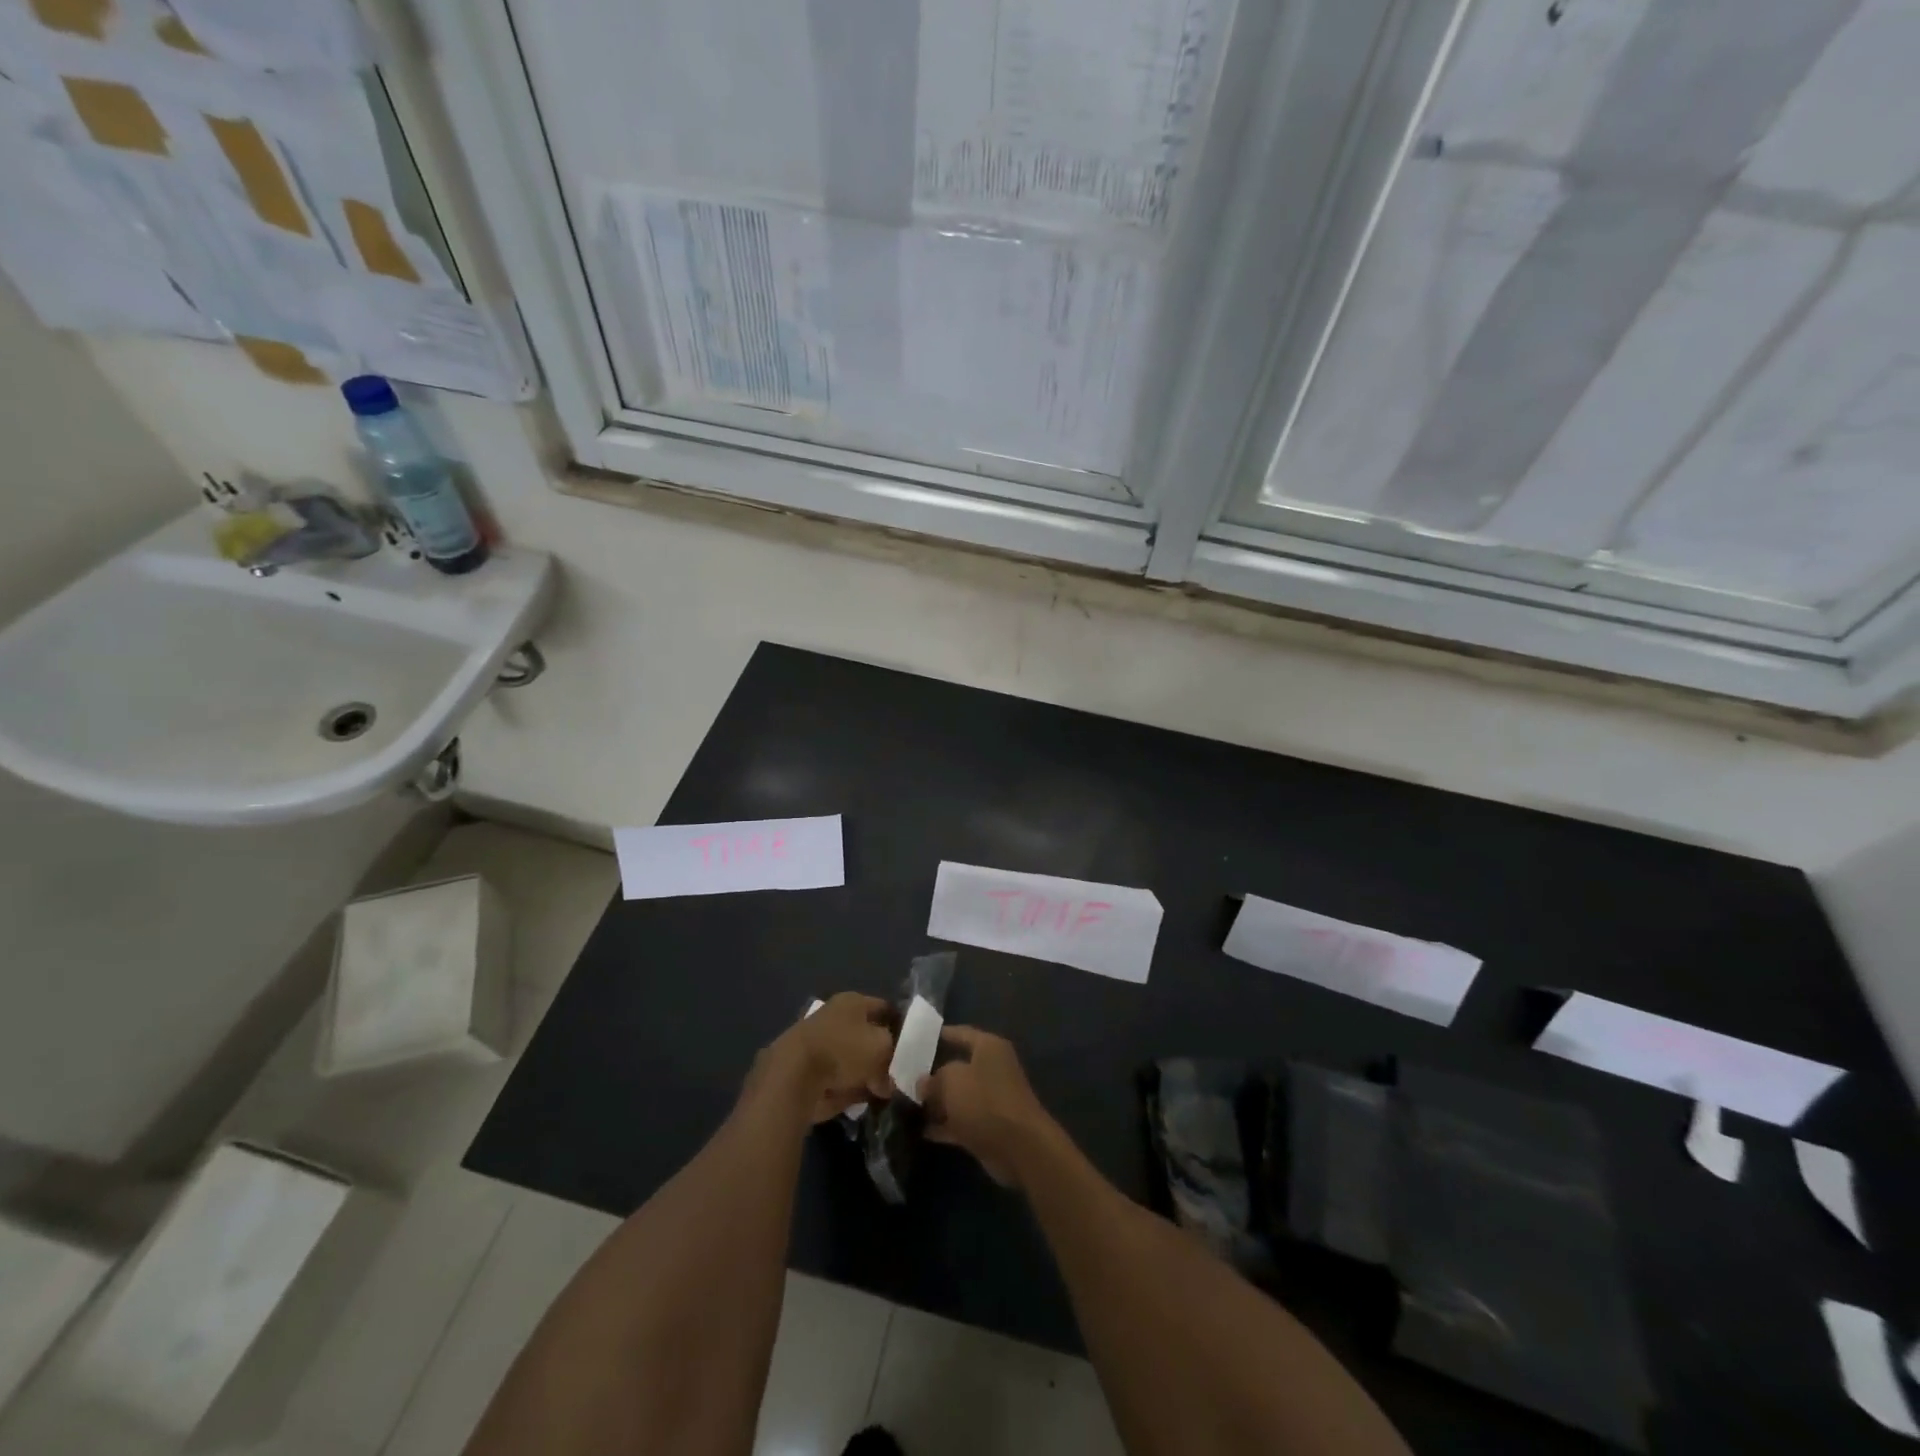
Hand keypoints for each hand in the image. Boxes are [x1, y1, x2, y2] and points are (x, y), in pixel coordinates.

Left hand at [750, 992, 895, 1123]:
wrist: (793, 1076)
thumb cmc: (843, 1050)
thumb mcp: (881, 1048)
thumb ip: (891, 1058)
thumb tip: (887, 1078)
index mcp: (853, 1001)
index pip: (883, 1008)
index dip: (898, 1025)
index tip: (910, 1046)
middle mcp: (834, 1016)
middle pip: (866, 1035)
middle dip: (880, 1055)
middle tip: (894, 1075)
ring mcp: (818, 1042)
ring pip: (850, 1058)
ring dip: (863, 1074)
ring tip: (878, 1092)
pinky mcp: (805, 1069)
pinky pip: (834, 1078)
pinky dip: (845, 1088)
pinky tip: (857, 1101)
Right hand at [918, 1027, 1056, 1186]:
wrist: (1019, 1148)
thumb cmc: (984, 1100)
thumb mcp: (951, 1080)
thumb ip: (934, 1079)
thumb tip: (923, 1083)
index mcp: (989, 1048)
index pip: (961, 1033)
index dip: (940, 1034)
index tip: (917, 1039)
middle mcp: (992, 1069)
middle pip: (958, 1067)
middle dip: (933, 1074)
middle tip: (905, 1077)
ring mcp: (991, 1100)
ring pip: (958, 1097)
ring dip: (937, 1103)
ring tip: (907, 1105)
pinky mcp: (988, 1127)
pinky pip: (960, 1121)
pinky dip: (944, 1126)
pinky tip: (920, 1131)